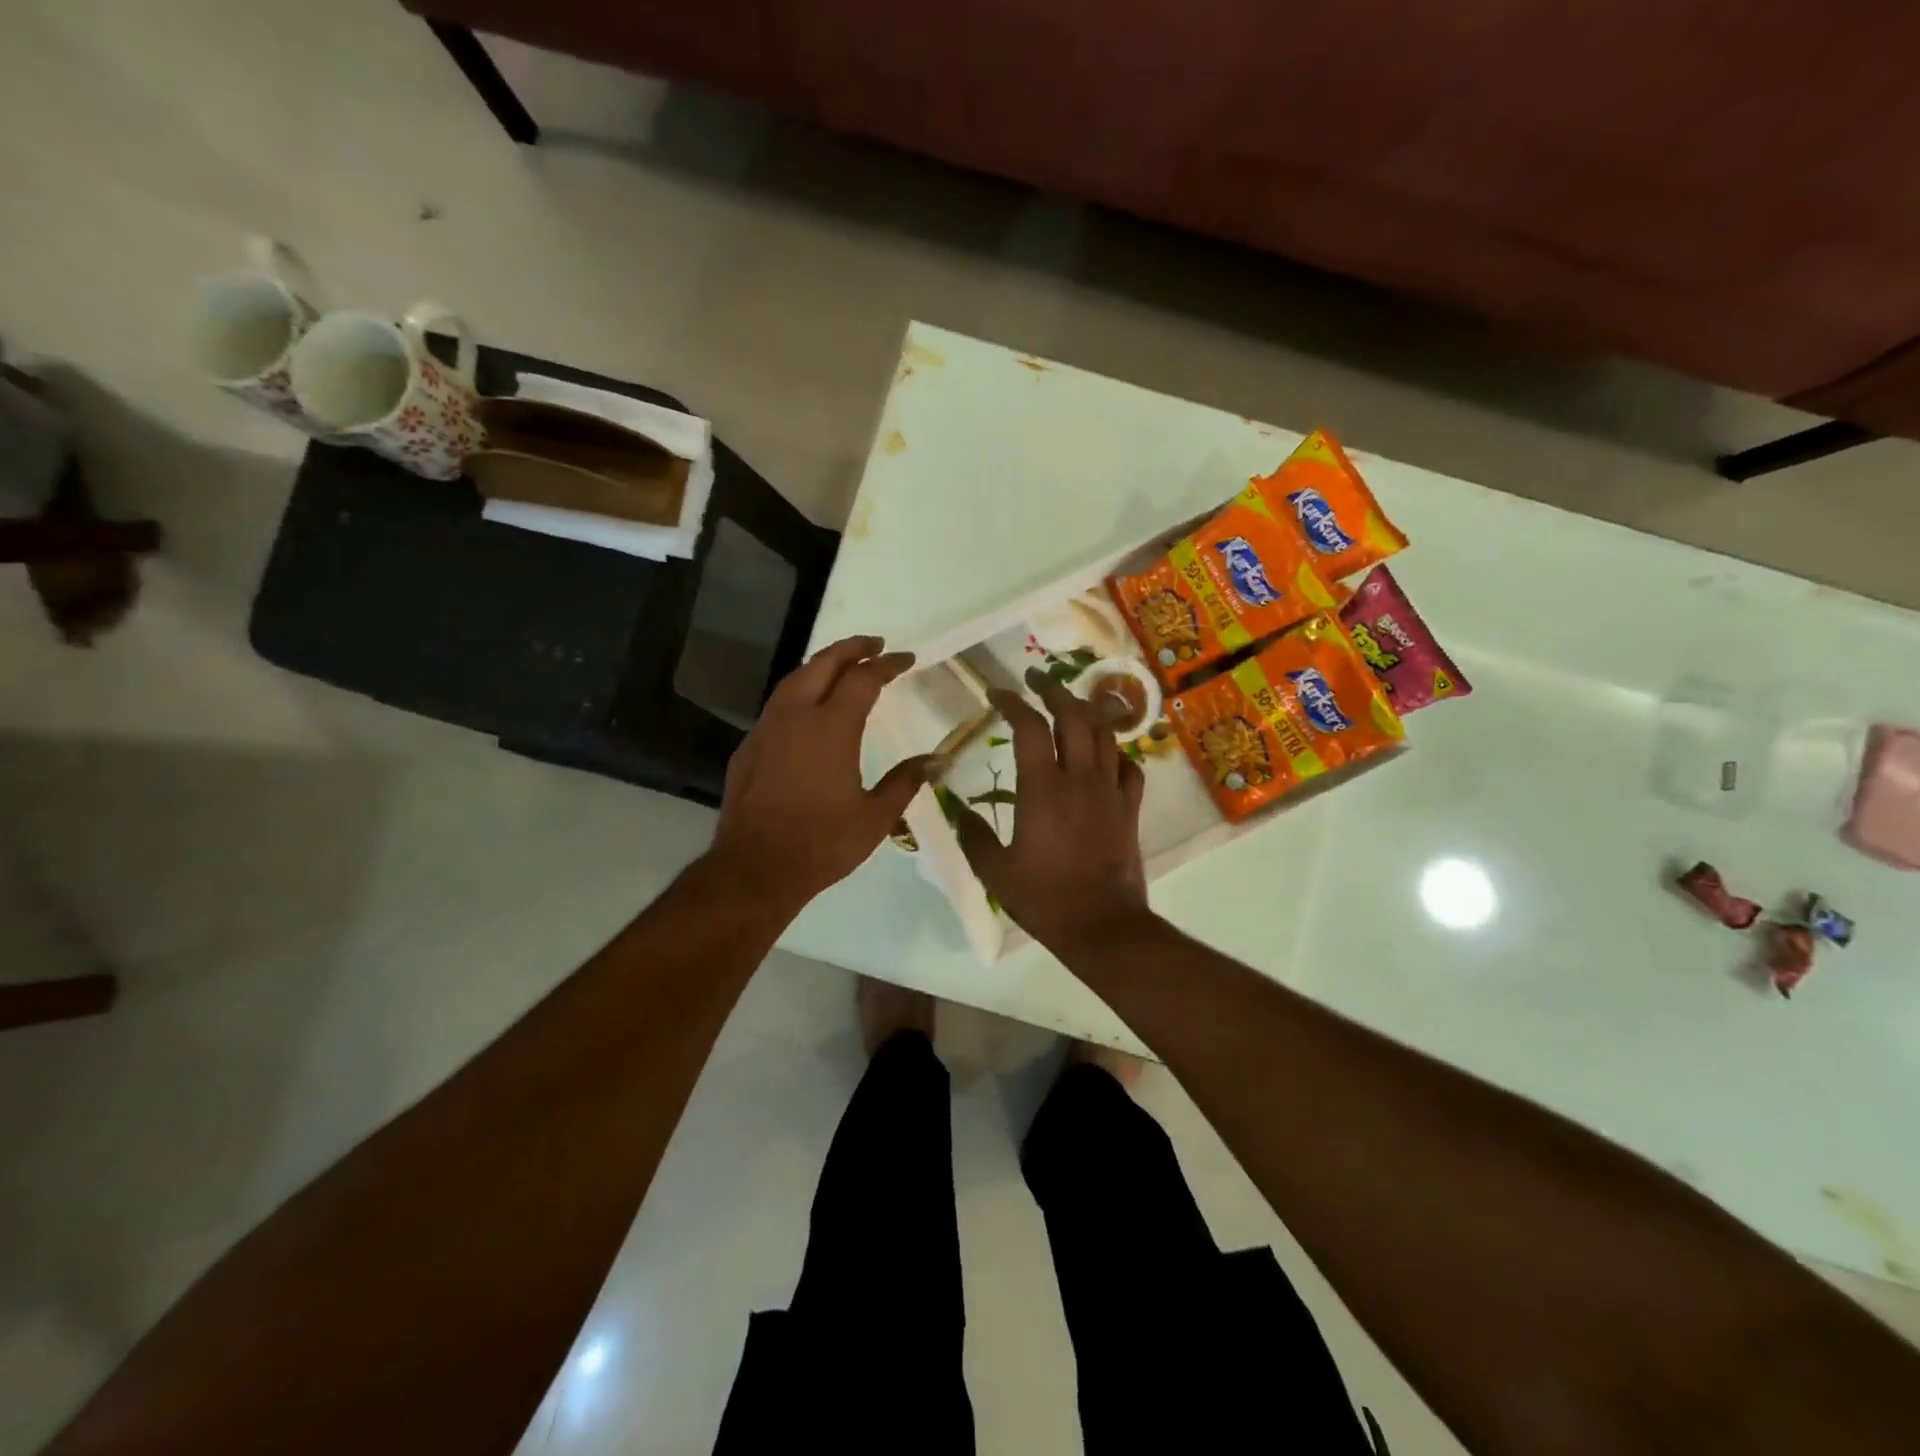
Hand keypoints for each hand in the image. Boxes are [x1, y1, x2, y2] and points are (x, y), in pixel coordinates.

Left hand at [709, 635, 929, 909]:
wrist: (755, 868)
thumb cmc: (822, 843)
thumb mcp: (875, 817)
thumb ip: (906, 781)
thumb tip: (939, 760)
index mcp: (832, 727)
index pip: (864, 678)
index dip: (888, 664)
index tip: (907, 659)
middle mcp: (796, 716)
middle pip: (823, 663)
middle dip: (851, 648)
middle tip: (874, 644)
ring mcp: (767, 729)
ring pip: (794, 679)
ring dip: (821, 665)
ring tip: (842, 667)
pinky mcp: (748, 747)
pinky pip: (777, 705)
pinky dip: (798, 693)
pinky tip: (806, 710)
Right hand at [954, 666, 1150, 957]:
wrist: (1102, 925)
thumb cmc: (1045, 898)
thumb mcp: (995, 870)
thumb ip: (973, 834)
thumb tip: (956, 809)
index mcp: (1042, 788)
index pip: (1028, 727)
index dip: (1012, 702)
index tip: (997, 693)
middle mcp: (1079, 779)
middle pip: (1073, 716)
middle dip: (1054, 689)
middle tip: (1038, 678)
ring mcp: (1110, 791)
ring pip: (1105, 734)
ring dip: (1087, 710)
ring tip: (1072, 702)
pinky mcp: (1129, 808)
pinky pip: (1129, 767)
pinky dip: (1116, 752)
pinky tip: (1106, 754)